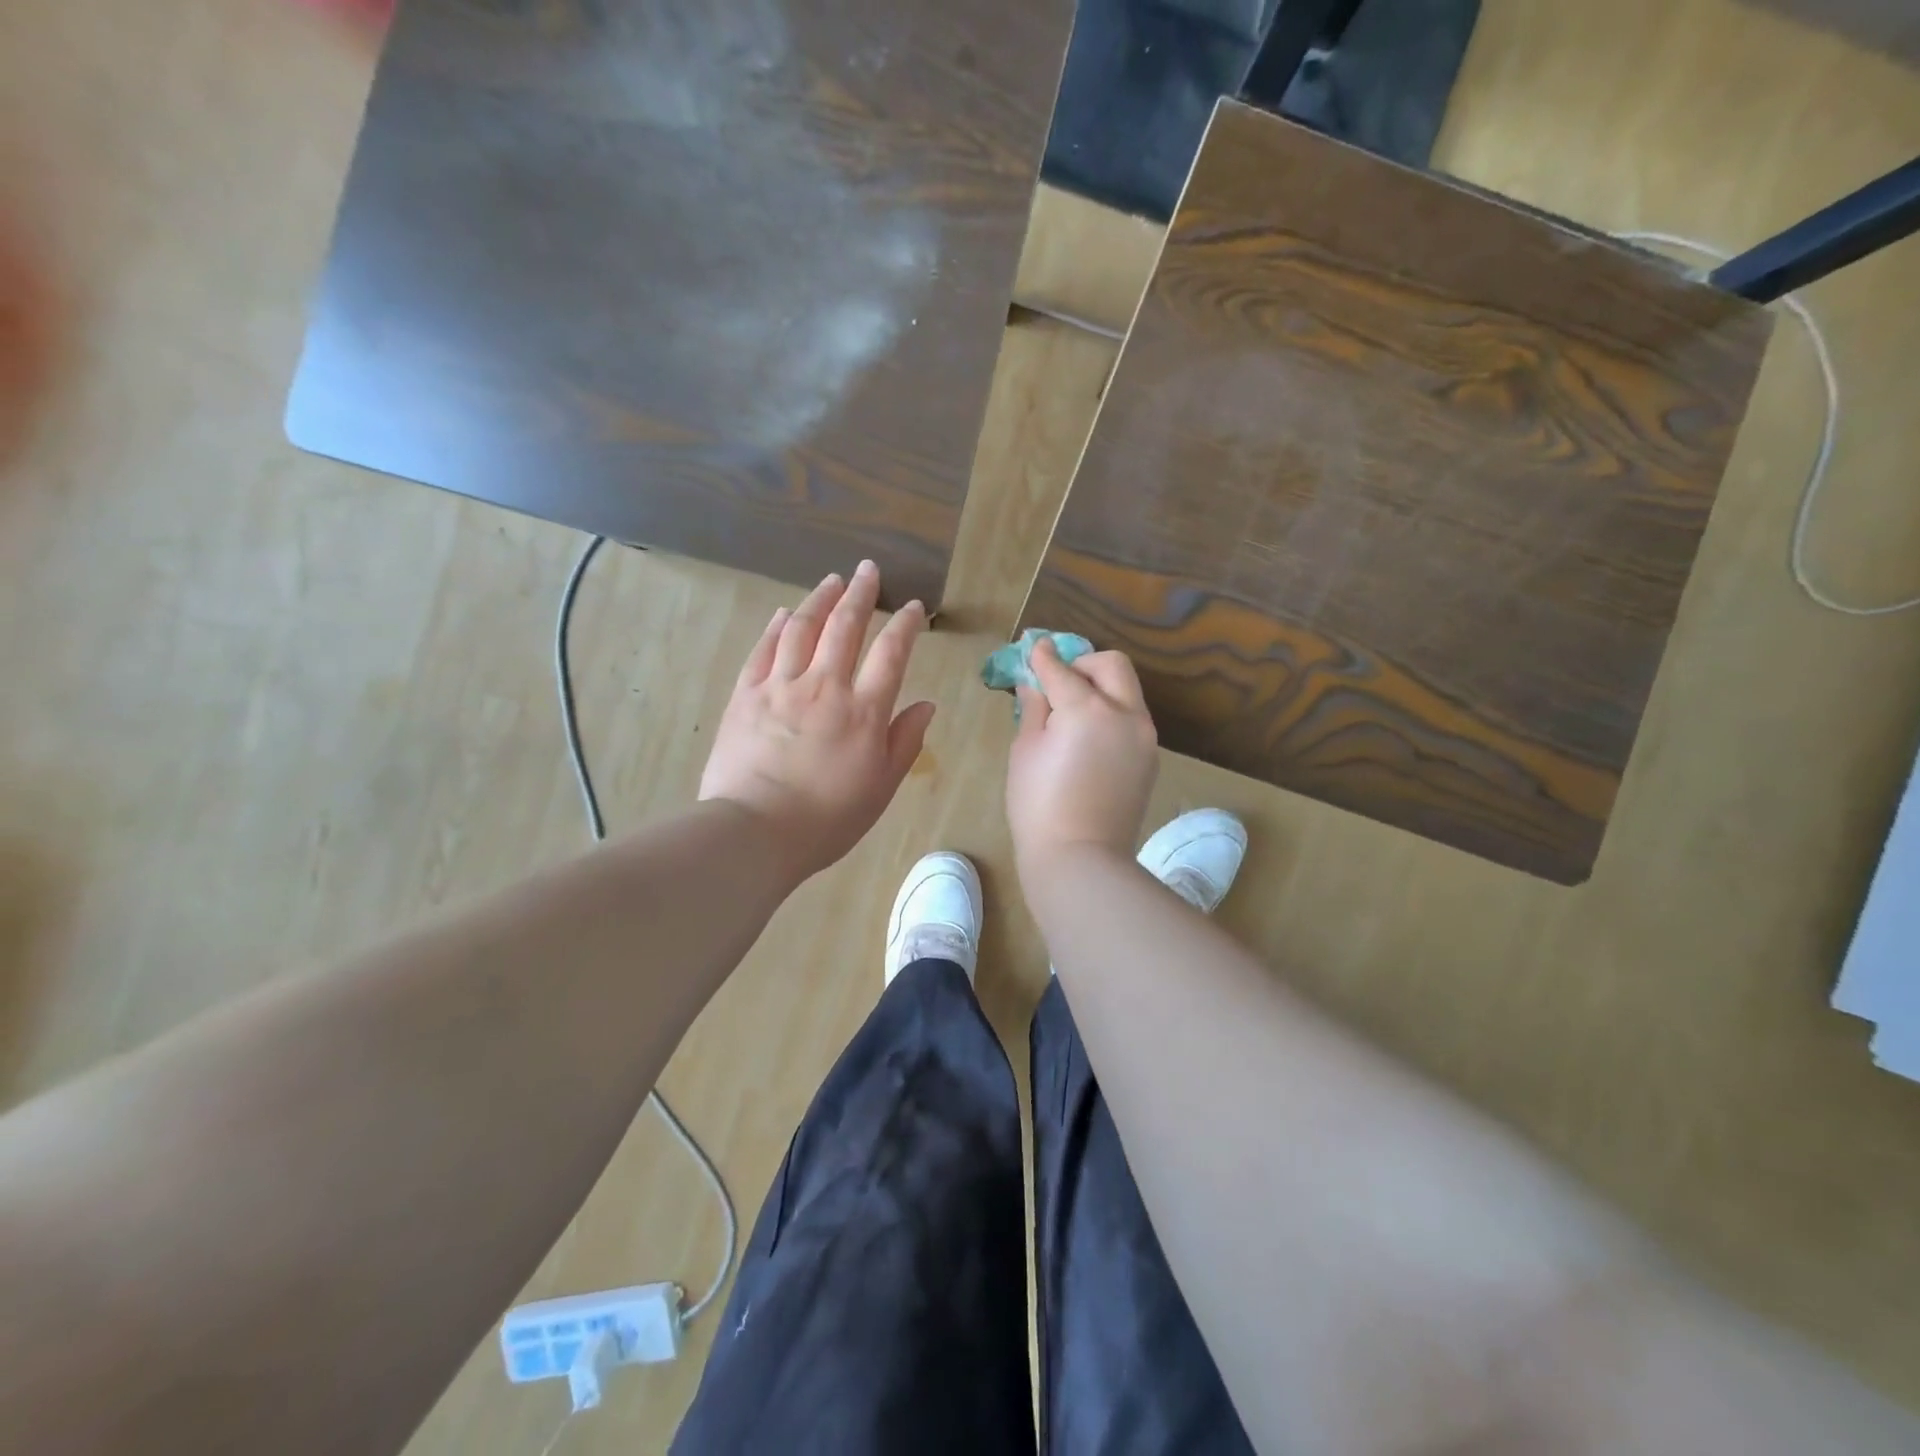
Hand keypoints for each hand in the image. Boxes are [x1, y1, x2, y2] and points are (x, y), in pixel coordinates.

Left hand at [700, 561, 934, 881]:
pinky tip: (783, 613)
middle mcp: (825, 686)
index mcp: (864, 711)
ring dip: (820, 599)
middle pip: (845, 627)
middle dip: (861, 594)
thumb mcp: (881, 788)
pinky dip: (776, 627)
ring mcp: (781, 687)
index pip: (891, 654)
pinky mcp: (745, 695)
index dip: (905, 625)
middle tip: (868, 570)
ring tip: (832, 580)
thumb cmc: (827, 819)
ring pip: (802, 628)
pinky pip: (763, 650)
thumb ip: (905, 742)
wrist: (755, 831)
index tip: (914, 607)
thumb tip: (926, 704)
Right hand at [1005, 639, 1158, 876]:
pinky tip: (1089, 739)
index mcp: (1088, 709)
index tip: (1035, 648)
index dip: (1044, 657)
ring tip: (1073, 712)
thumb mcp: (1025, 751)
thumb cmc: (1038, 806)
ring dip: (1101, 688)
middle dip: (1084, 664)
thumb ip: (1034, 709)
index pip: (1062, 670)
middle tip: (1059, 681)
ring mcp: (1144, 736)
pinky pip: (1131, 720)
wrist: (1080, 858)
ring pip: (1127, 691)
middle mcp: (1125, 713)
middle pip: (1112, 665)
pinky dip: (1111, 714)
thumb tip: (1035, 684)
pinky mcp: (1150, 757)